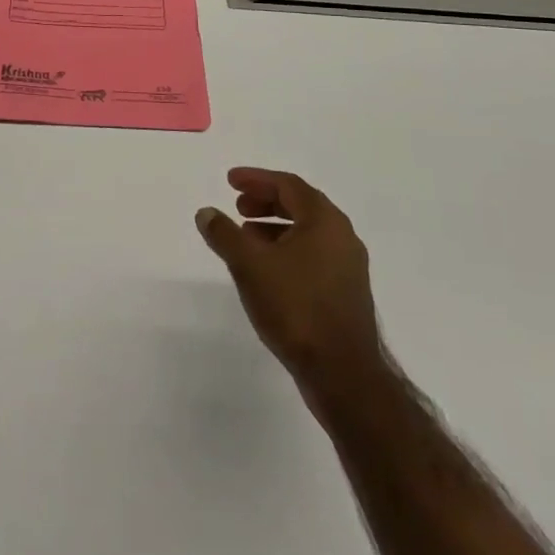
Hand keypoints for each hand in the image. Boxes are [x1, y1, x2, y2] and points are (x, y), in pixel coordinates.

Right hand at [196, 167, 386, 402]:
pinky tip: (267, 271)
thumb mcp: (249, 265)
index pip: (288, 185)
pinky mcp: (347, 293)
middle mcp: (342, 237)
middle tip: (237, 207)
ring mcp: (348, 267)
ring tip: (245, 239)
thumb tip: (206, 212)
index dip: (256, 179)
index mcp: (325, 221)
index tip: (230, 181)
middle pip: (300, 205)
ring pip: (307, 233)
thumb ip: (224, 234)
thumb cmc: (296, 307)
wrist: (343, 374)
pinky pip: (313, 256)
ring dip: (274, 228)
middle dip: (266, 202)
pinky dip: (287, 250)